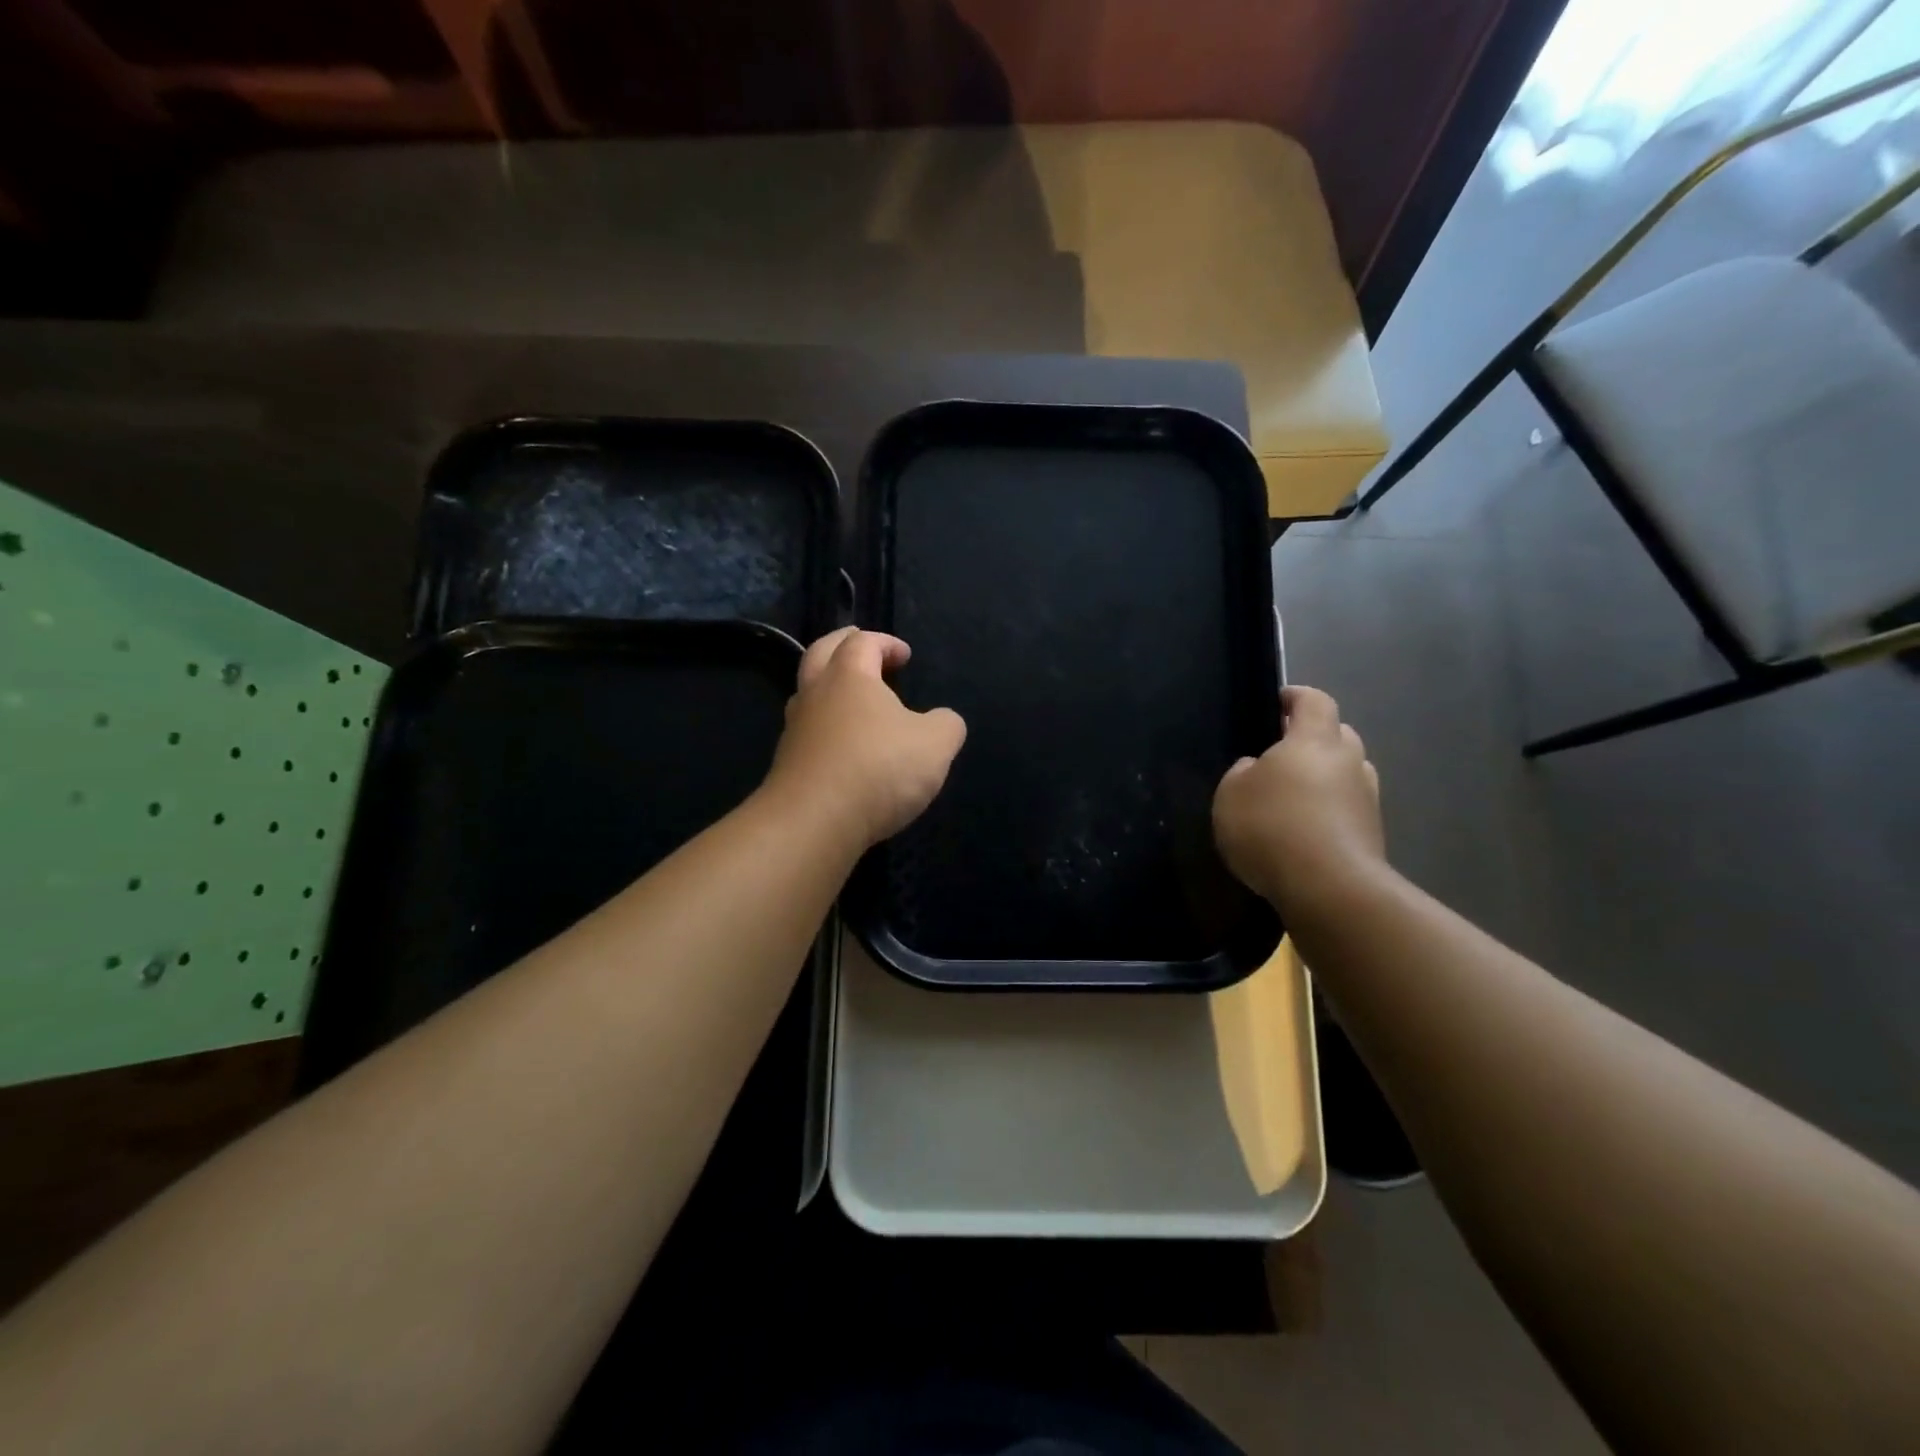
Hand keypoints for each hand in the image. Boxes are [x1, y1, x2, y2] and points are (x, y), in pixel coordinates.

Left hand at [764, 628, 966, 849]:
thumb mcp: (936, 744)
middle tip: (860, 647)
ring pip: (808, 695)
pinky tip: (846, 749)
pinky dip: (826, 729)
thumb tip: (944, 720)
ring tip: (854, 701)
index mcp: (849, 676)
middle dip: (842, 646)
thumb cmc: (878, 768)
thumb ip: (946, 725)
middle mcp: (815, 695)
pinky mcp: (787, 766)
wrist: (814, 822)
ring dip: (829, 689)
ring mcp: (795, 731)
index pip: (862, 642)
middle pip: (820, 654)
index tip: (905, 655)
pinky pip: (808, 734)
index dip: (885, 643)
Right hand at [1212, 685, 1384, 913]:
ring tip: (1294, 796)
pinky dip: (1330, 811)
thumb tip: (1257, 768)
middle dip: (1314, 737)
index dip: (1296, 697)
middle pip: (1338, 735)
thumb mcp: (1231, 794)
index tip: (1278, 701)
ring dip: (1326, 777)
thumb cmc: (1271, 827)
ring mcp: (1367, 799)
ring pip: (1348, 773)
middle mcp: (1349, 762)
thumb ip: (1242, 772)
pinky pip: (1348, 808)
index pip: (1314, 701)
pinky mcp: (1373, 835)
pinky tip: (1304, 831)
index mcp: (1314, 741)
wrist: (1329, 890)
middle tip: (1282, 753)